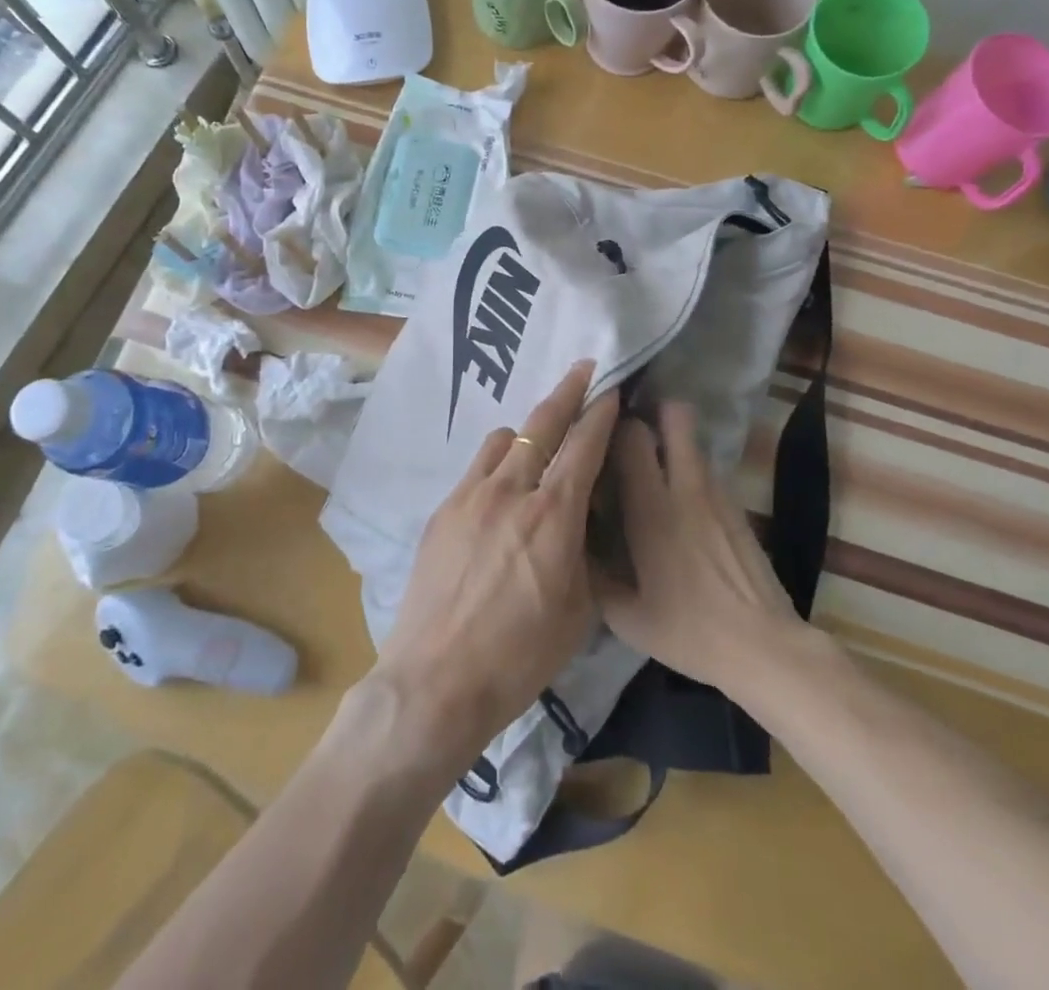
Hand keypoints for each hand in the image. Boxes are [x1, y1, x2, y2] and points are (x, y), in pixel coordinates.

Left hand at [369, 361, 619, 776]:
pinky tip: (500, 488)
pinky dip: (497, 462)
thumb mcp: (579, 610)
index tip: (611, 388)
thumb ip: (585, 551)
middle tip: (583, 369)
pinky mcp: (443, 510)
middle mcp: (511, 491)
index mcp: (553, 516)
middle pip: (542, 424)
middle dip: (567, 391)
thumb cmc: (520, 656)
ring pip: (503, 438)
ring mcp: (470, 496)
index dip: (601, 412)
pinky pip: (476, 467)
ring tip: (538, 444)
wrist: (437, 680)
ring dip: (527, 432)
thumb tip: (583, 517)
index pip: (584, 446)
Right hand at [593, 401, 807, 694]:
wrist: (764, 647)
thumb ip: (594, 575)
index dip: (613, 424)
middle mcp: (685, 488)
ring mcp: (718, 493)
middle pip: (675, 415)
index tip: (598, 430)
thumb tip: (575, 546)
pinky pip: (708, 469)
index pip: (631, 436)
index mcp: (651, 509)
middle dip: (652, 410)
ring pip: (694, 439)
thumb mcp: (625, 616)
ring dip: (673, 437)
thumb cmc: (688, 631)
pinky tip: (681, 502)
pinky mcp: (738, 507)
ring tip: (653, 461)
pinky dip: (690, 468)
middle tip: (630, 430)